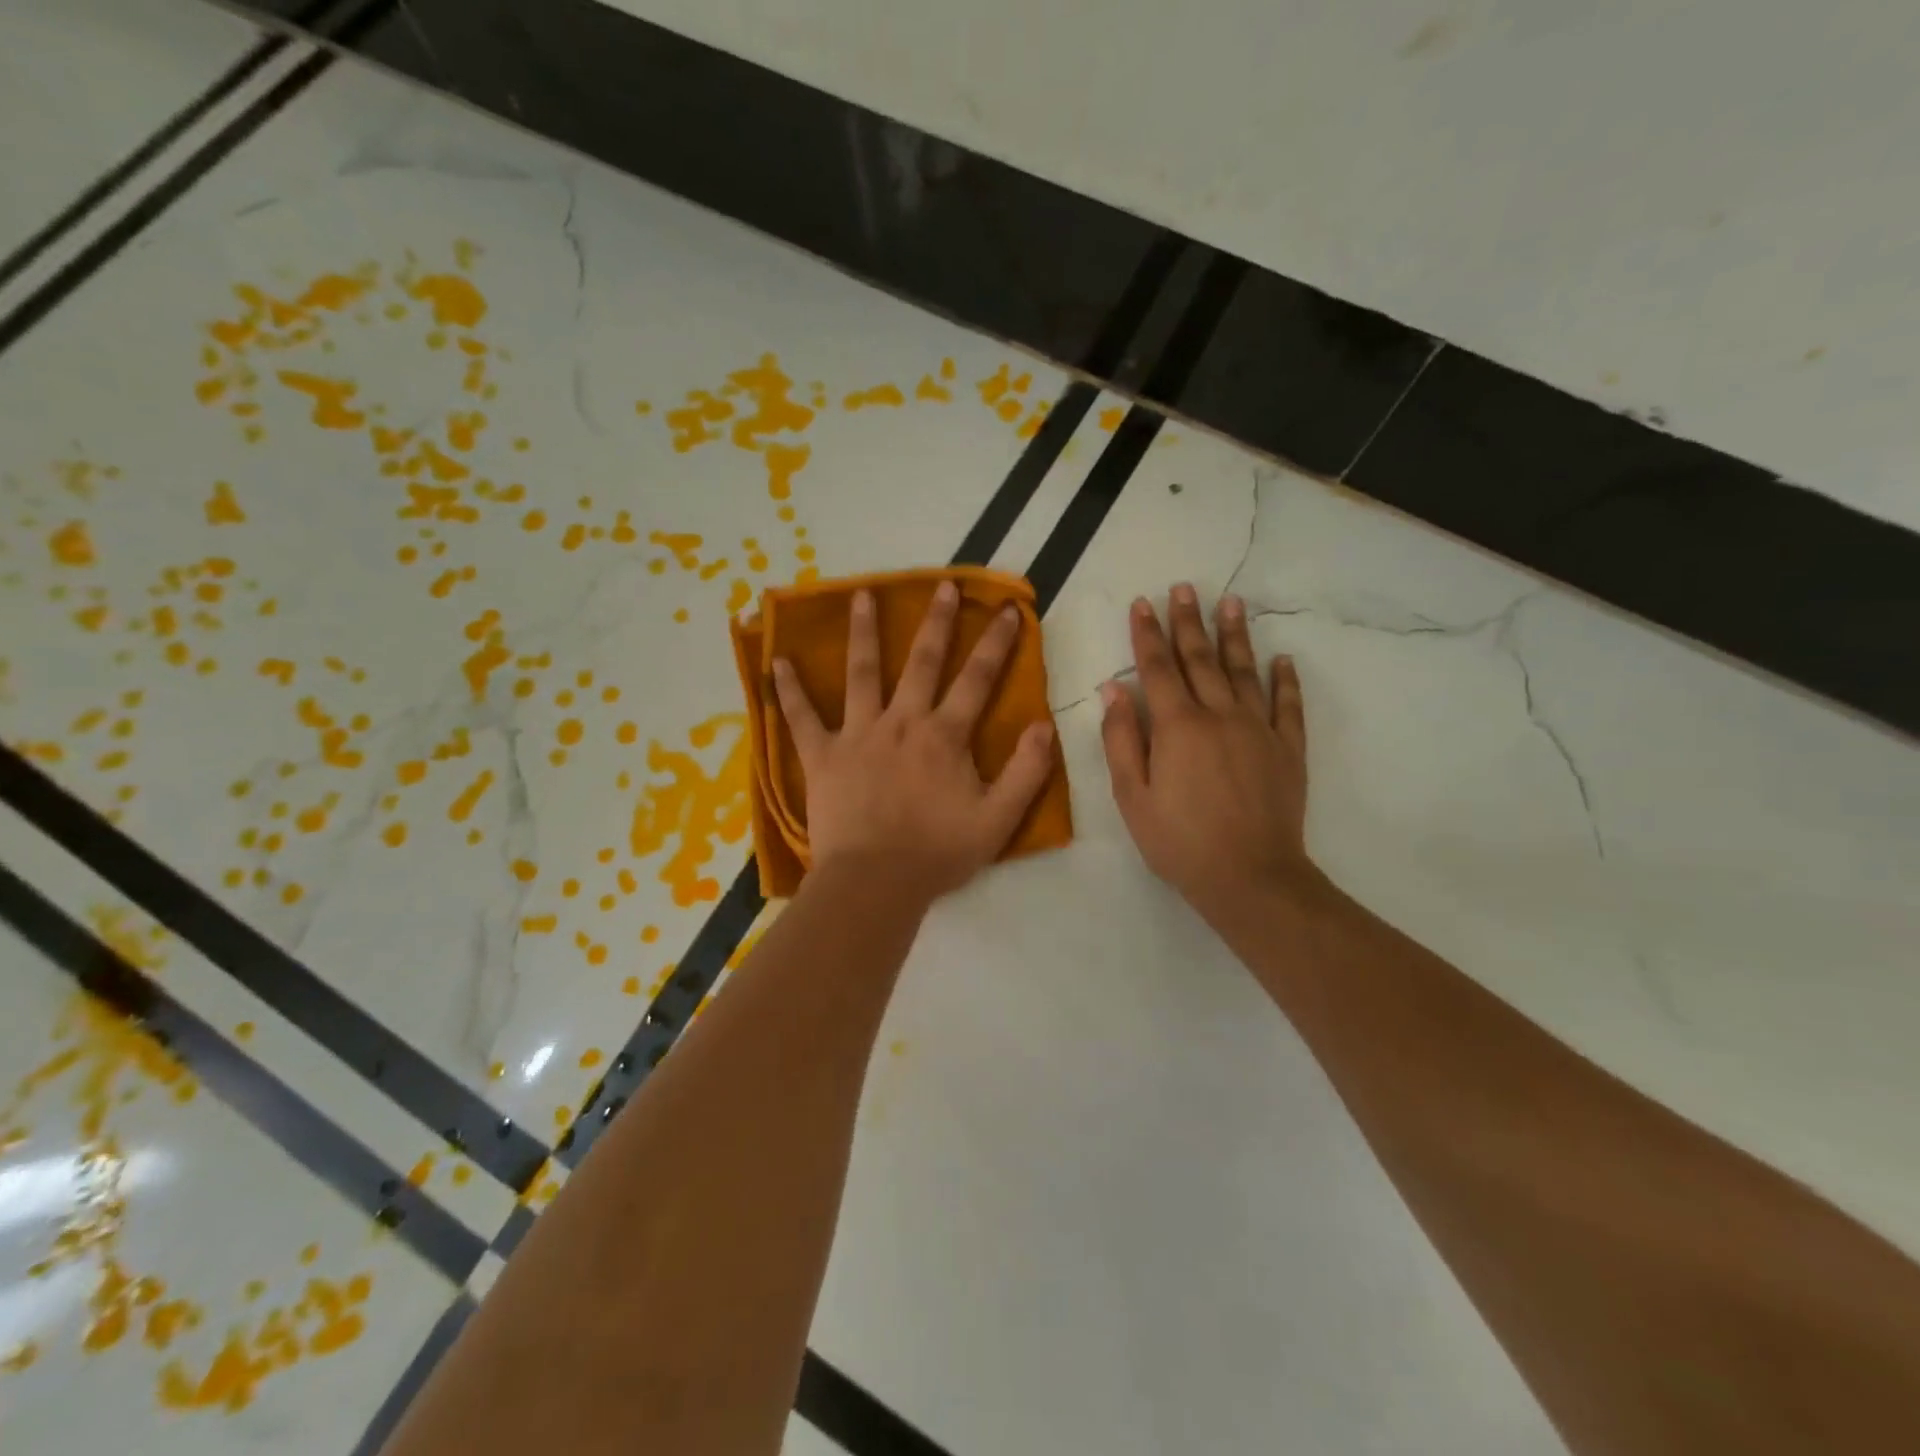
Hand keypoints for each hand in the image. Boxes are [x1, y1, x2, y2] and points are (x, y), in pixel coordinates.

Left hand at [772, 582, 1056, 903]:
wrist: (875, 883)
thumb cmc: (937, 853)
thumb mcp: (998, 819)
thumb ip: (1026, 772)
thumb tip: (1045, 725)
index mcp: (944, 736)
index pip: (977, 679)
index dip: (996, 643)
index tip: (1008, 609)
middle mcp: (902, 722)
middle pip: (922, 662)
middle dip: (937, 622)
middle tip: (944, 585)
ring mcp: (858, 735)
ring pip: (862, 673)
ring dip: (864, 632)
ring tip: (862, 595)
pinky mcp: (822, 756)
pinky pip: (801, 718)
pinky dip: (789, 691)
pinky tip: (778, 663)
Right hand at [1101, 584, 1316, 929]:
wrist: (1250, 877)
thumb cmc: (1179, 841)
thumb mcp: (1133, 796)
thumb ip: (1122, 739)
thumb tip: (1114, 689)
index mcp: (1178, 726)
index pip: (1158, 668)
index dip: (1147, 634)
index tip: (1143, 603)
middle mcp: (1220, 715)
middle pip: (1201, 659)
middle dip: (1188, 622)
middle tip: (1184, 588)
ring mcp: (1259, 729)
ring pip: (1245, 671)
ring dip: (1235, 635)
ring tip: (1231, 602)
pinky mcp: (1288, 749)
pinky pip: (1288, 706)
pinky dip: (1285, 680)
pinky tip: (1282, 659)